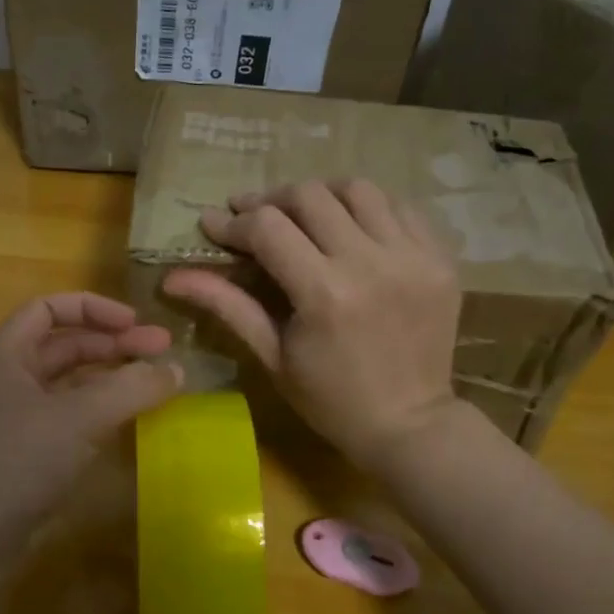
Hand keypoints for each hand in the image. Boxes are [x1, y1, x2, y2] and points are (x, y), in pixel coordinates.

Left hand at [0, 293, 179, 528]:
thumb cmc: (19, 461)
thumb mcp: (79, 418)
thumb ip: (131, 388)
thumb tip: (177, 369)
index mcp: (5, 355)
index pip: (49, 308)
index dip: (94, 308)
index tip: (136, 323)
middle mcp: (8, 378)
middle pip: (64, 345)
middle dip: (113, 344)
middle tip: (162, 354)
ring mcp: (16, 417)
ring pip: (69, 383)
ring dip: (110, 378)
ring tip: (153, 384)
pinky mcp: (27, 451)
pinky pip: (68, 416)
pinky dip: (99, 410)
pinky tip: (128, 419)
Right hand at [162, 180, 462, 467]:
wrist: (409, 424)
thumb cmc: (329, 400)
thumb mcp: (272, 356)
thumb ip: (227, 306)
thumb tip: (172, 277)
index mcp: (325, 294)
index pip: (268, 228)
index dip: (234, 222)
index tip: (214, 224)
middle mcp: (371, 263)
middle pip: (311, 196)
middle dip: (271, 201)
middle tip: (253, 217)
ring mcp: (414, 257)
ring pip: (358, 190)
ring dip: (321, 195)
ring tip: (302, 214)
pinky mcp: (440, 259)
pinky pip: (400, 208)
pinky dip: (368, 208)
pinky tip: (350, 228)